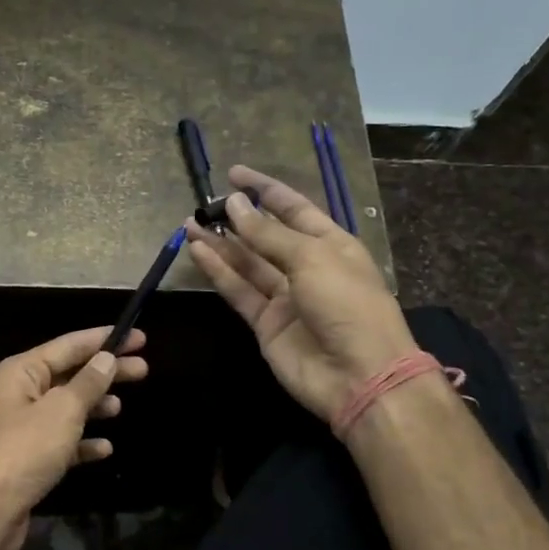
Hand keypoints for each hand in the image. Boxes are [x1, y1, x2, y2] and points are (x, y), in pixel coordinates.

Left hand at [0, 326, 148, 549]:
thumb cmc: (23, 451)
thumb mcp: (62, 411)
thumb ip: (88, 383)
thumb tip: (106, 357)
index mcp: (21, 372)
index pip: (68, 345)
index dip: (104, 339)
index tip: (138, 337)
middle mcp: (18, 394)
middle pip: (69, 375)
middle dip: (105, 372)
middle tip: (143, 369)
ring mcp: (21, 428)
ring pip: (65, 408)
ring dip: (93, 406)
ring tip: (121, 406)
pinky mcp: (26, 460)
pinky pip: (61, 442)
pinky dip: (82, 442)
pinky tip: (105, 448)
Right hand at [186, 165, 414, 423]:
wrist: (359, 375)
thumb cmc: (347, 304)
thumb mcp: (311, 258)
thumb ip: (267, 233)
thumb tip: (233, 204)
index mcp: (331, 244)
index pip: (293, 208)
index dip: (265, 189)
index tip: (234, 174)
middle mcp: (307, 267)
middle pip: (266, 236)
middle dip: (237, 218)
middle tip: (204, 203)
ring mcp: (285, 297)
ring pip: (247, 263)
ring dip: (220, 244)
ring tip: (190, 224)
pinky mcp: (265, 323)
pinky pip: (238, 291)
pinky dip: (219, 272)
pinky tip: (198, 251)